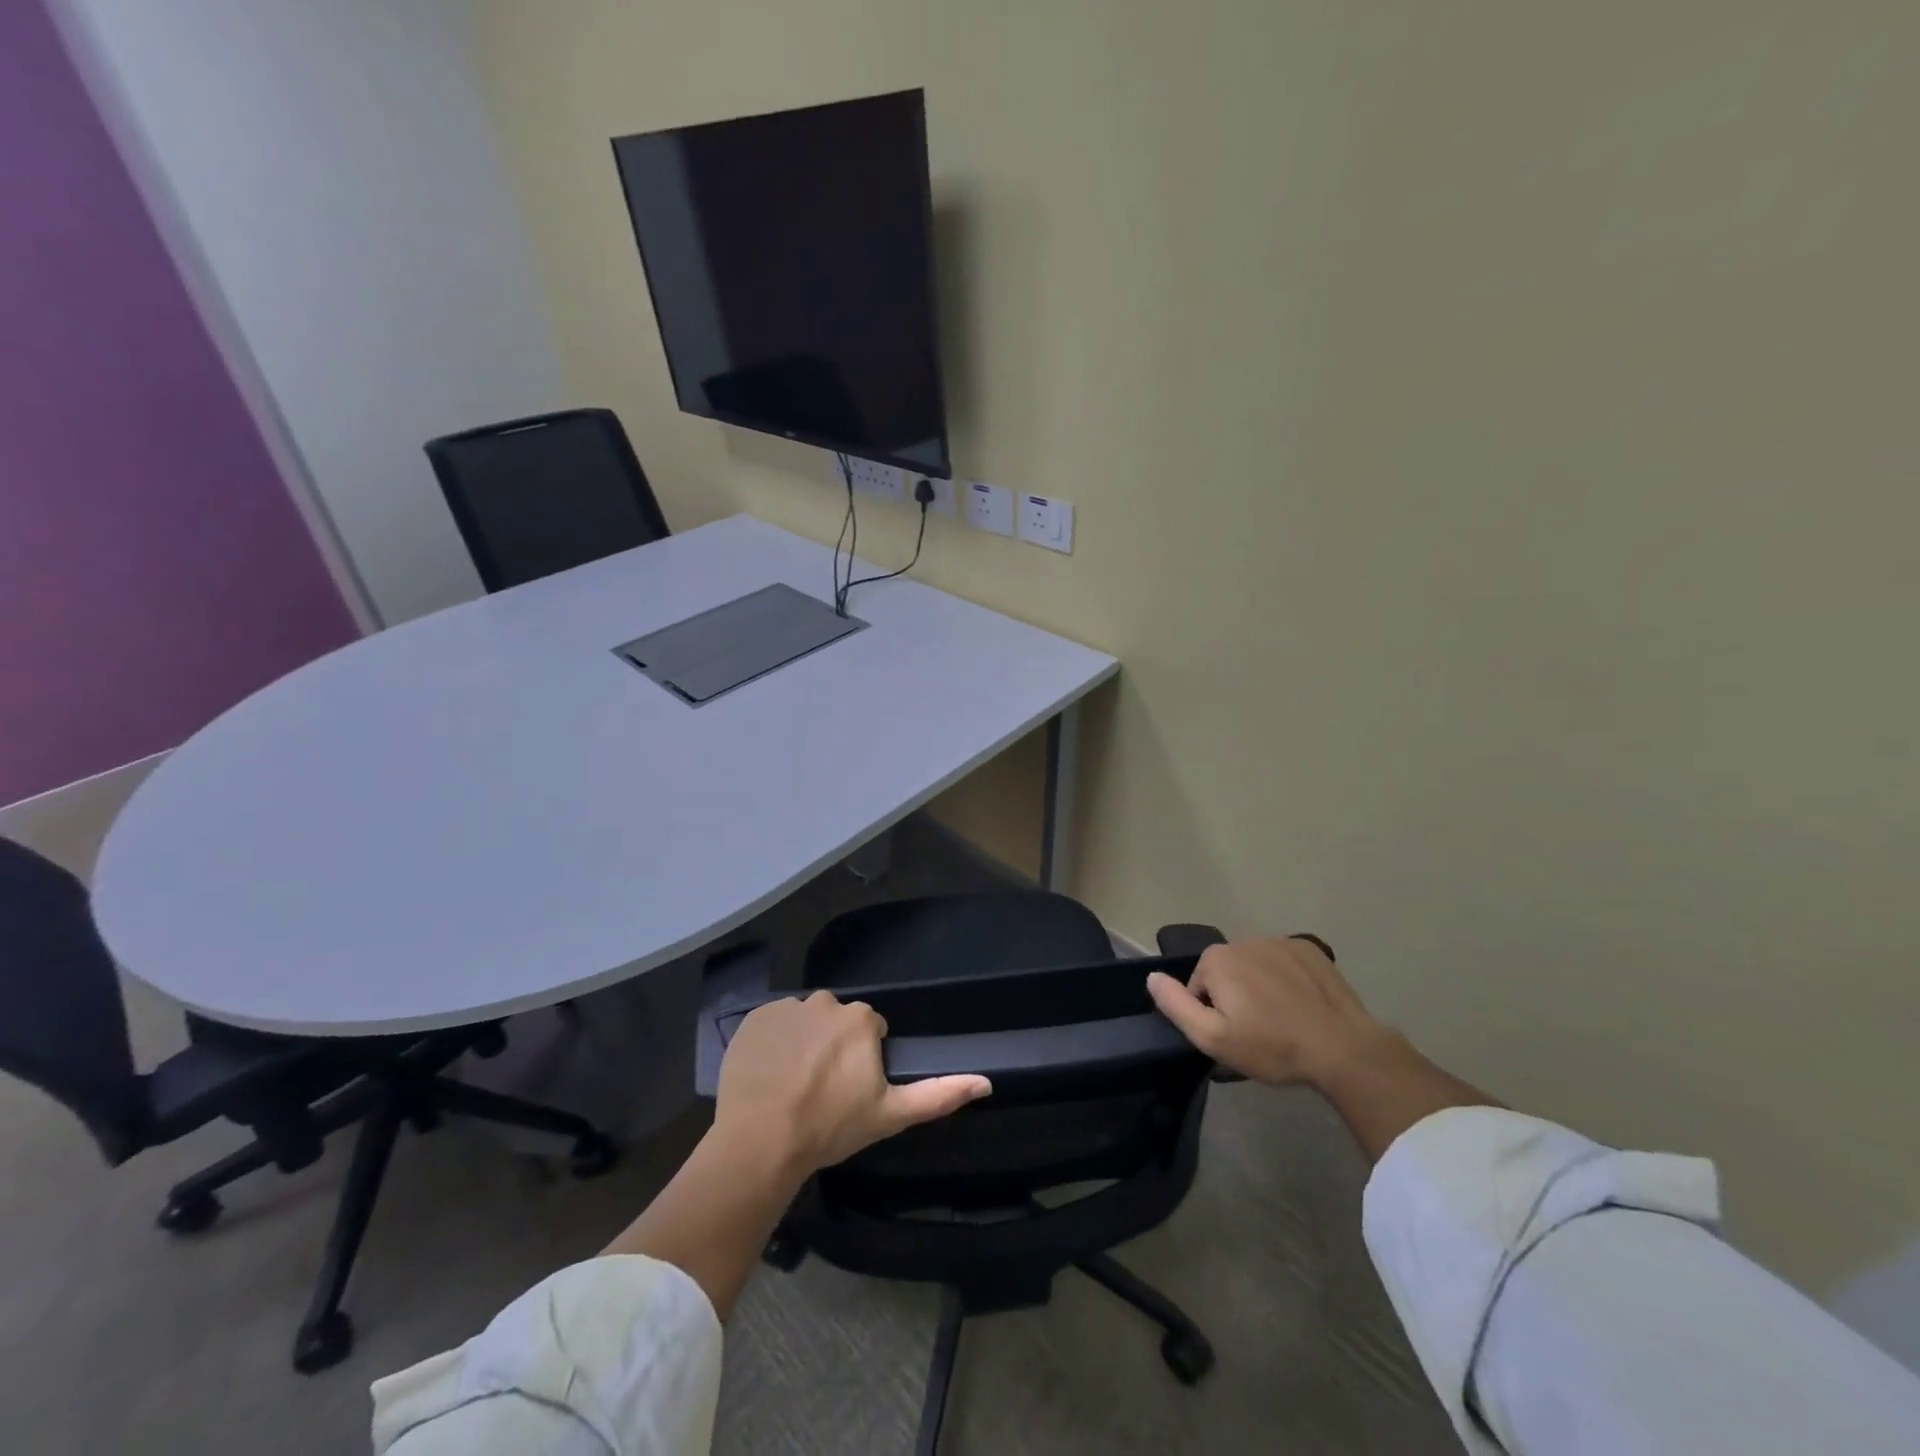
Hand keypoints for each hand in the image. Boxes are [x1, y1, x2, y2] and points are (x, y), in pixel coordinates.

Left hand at [715, 990, 991, 1176]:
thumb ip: (939, 1094)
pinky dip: (773, 1043)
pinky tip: (769, 1075)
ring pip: (804, 1022)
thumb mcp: (890, 1115)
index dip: (862, 1061)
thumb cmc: (830, 1126)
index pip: (869, 1031)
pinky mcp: (754, 1018)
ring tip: (792, 1085)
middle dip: (833, 1048)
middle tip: (821, 1090)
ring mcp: (786, 1008)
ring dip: (803, 1043)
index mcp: (860, 1019)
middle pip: (836, 1022)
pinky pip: (772, 1025)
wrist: (761, 1139)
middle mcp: (825, 1002)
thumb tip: (987, 1082)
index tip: (850, 1090)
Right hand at [1146, 936, 1396, 1087]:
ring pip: (1255, 966)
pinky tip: (1302, 1005)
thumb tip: (1151, 977)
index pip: (1198, 987)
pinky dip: (1287, 979)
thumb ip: (1176, 1005)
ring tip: (1282, 1020)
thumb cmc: (1272, 1047)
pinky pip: (1284, 962)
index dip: (1212, 1015)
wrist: (1343, 1049)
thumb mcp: (1213, 1038)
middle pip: (1226, 973)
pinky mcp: (1310, 949)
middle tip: (1258, 1032)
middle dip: (1235, 998)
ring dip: (1260, 987)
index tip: (1235, 1036)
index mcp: (1217, 960)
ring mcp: (1279, 941)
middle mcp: (1243, 940)